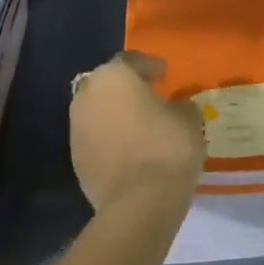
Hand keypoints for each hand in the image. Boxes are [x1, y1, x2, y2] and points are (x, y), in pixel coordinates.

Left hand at [70, 50, 206, 216]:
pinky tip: (129, 148)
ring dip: (115, 113)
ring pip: (98, 110)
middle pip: (108, 84)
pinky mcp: (75, 159)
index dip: (150, 66)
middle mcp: (88, 95)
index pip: (132, 60)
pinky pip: (96, 137)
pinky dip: (109, 137)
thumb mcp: (189, 118)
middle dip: (127, 88)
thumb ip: (180, 105)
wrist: (138, 204)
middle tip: (149, 96)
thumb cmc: (167, 147)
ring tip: (139, 124)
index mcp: (114, 76)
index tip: (164, 74)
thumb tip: (176, 106)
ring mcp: (77, 128)